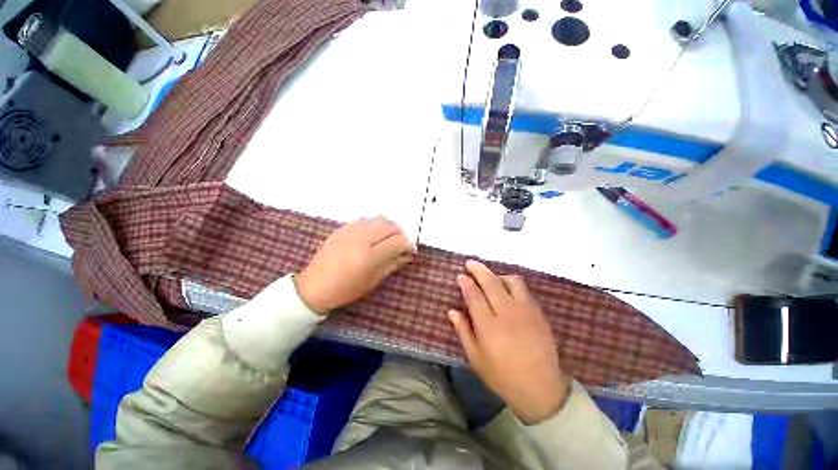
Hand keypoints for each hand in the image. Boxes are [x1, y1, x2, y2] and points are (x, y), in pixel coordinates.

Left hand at [295, 217, 414, 313]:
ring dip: (389, 227)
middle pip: (390, 226)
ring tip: (389, 238)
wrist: (314, 286)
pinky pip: (366, 220)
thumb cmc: (346, 289)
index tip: (411, 251)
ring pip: (379, 219)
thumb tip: (409, 255)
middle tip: (401, 245)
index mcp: (369, 256)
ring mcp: (350, 231)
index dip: (409, 244)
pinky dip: (376, 224)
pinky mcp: (342, 228)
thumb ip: (393, 264)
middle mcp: (361, 238)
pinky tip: (375, 234)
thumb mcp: (373, 280)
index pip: (398, 241)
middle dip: (400, 233)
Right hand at [448, 261, 569, 424]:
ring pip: (511, 281)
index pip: (474, 296)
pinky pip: (524, 289)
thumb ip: (463, 331)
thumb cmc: (503, 376)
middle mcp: (507, 312)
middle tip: (470, 263)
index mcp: (489, 326)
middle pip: (491, 282)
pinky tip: (507, 289)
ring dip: (497, 275)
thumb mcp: (476, 358)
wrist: (541, 388)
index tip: (460, 275)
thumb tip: (452, 311)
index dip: (466, 283)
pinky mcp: (538, 312)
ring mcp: (525, 310)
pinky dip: (512, 283)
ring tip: (490, 278)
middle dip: (478, 269)